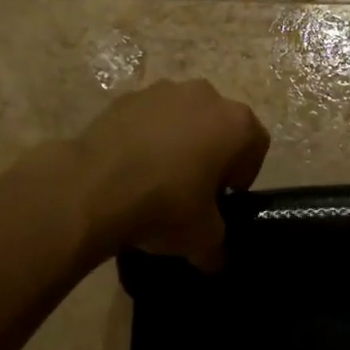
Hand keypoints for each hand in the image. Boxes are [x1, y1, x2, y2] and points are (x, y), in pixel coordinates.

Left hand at [70, 79, 270, 267]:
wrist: (93, 187)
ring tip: (156, 177)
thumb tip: (215, 258)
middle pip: (220, 126)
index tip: (221, 200)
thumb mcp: (202, 238)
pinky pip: (149, 118)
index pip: (256, 147)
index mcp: (237, 124)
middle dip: (211, 152)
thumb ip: (217, 245)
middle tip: (191, 189)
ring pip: (184, 117)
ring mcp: (165, 91)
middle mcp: (207, 96)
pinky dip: (146, 136)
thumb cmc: (164, 205)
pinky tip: (129, 166)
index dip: (243, 176)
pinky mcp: (128, 97)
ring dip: (178, 140)